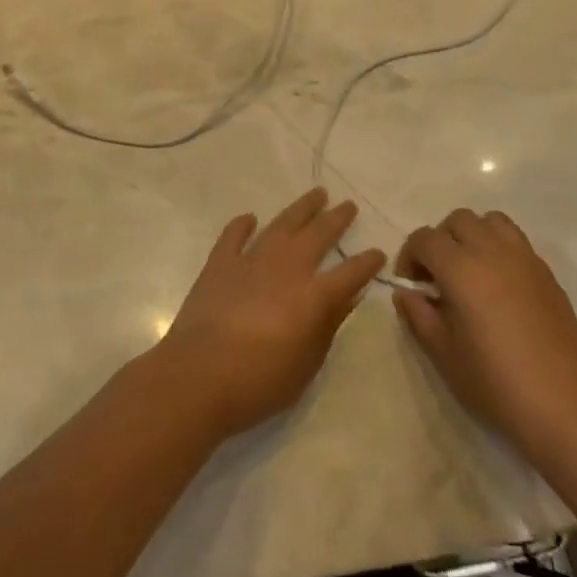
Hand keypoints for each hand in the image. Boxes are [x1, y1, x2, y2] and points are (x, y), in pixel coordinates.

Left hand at [152, 188, 386, 438]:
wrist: (198, 376)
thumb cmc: (259, 382)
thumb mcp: (307, 364)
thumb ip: (328, 326)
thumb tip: (348, 297)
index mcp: (313, 297)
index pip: (350, 273)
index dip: (367, 262)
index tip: (378, 252)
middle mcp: (287, 269)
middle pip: (318, 235)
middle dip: (336, 219)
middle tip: (348, 205)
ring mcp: (251, 261)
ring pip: (282, 225)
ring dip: (301, 209)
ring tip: (316, 194)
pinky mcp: (219, 264)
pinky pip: (234, 236)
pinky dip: (242, 225)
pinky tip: (250, 218)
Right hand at [393, 209, 576, 464]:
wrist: (558, 406)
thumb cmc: (492, 381)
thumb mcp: (441, 351)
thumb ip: (418, 313)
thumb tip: (406, 292)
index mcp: (461, 269)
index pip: (424, 239)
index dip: (409, 256)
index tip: (411, 285)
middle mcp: (493, 252)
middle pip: (458, 220)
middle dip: (440, 240)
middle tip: (438, 275)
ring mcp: (525, 260)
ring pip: (492, 221)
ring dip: (473, 236)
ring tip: (470, 270)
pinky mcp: (548, 274)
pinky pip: (518, 243)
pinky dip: (500, 250)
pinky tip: (500, 287)